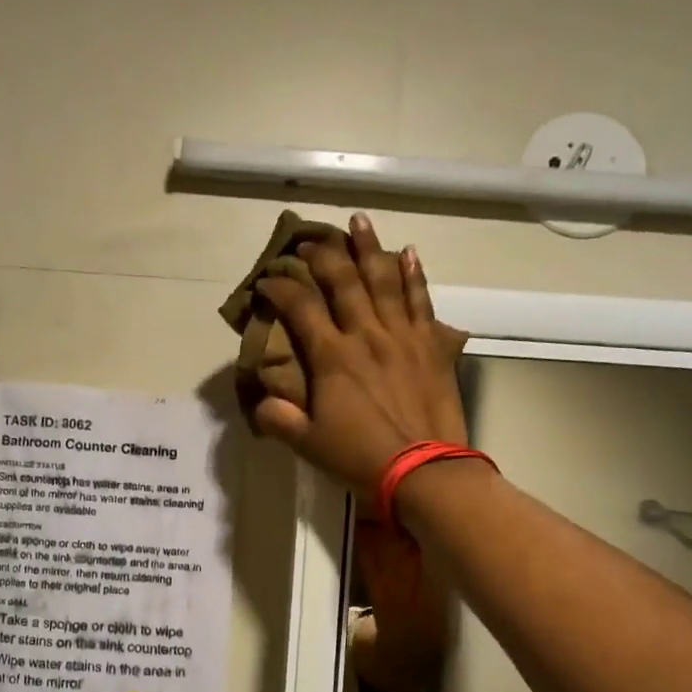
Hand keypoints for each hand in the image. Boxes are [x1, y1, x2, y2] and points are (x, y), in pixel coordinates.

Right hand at [253, 214, 465, 498]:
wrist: (425, 470)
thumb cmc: (361, 458)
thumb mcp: (308, 444)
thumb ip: (278, 419)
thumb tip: (260, 403)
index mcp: (332, 357)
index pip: (300, 308)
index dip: (280, 288)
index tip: (266, 280)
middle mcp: (366, 335)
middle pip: (343, 281)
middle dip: (323, 256)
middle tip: (309, 240)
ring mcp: (402, 336)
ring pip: (384, 280)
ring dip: (369, 248)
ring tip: (359, 221)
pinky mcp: (431, 345)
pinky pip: (421, 301)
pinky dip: (414, 275)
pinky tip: (409, 253)